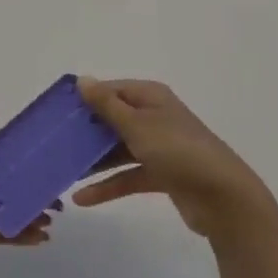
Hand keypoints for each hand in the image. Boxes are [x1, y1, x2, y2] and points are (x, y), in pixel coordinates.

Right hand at [72, 78, 277, 245]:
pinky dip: (108, 185)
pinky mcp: (162, 174)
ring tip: (62, 171)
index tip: (55, 112)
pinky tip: (82, 198)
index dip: (84, 99)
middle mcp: (154, 117)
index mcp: (150, 97)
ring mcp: (159, 147)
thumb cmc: (178, 151)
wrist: (224, 198)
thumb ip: (107, 105)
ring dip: (93, 161)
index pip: (110, 90)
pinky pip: (128, 175)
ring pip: (118, 149)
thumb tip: (82, 79)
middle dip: (85, 132)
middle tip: (53, 143)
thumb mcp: (138, 125)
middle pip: (112, 120)